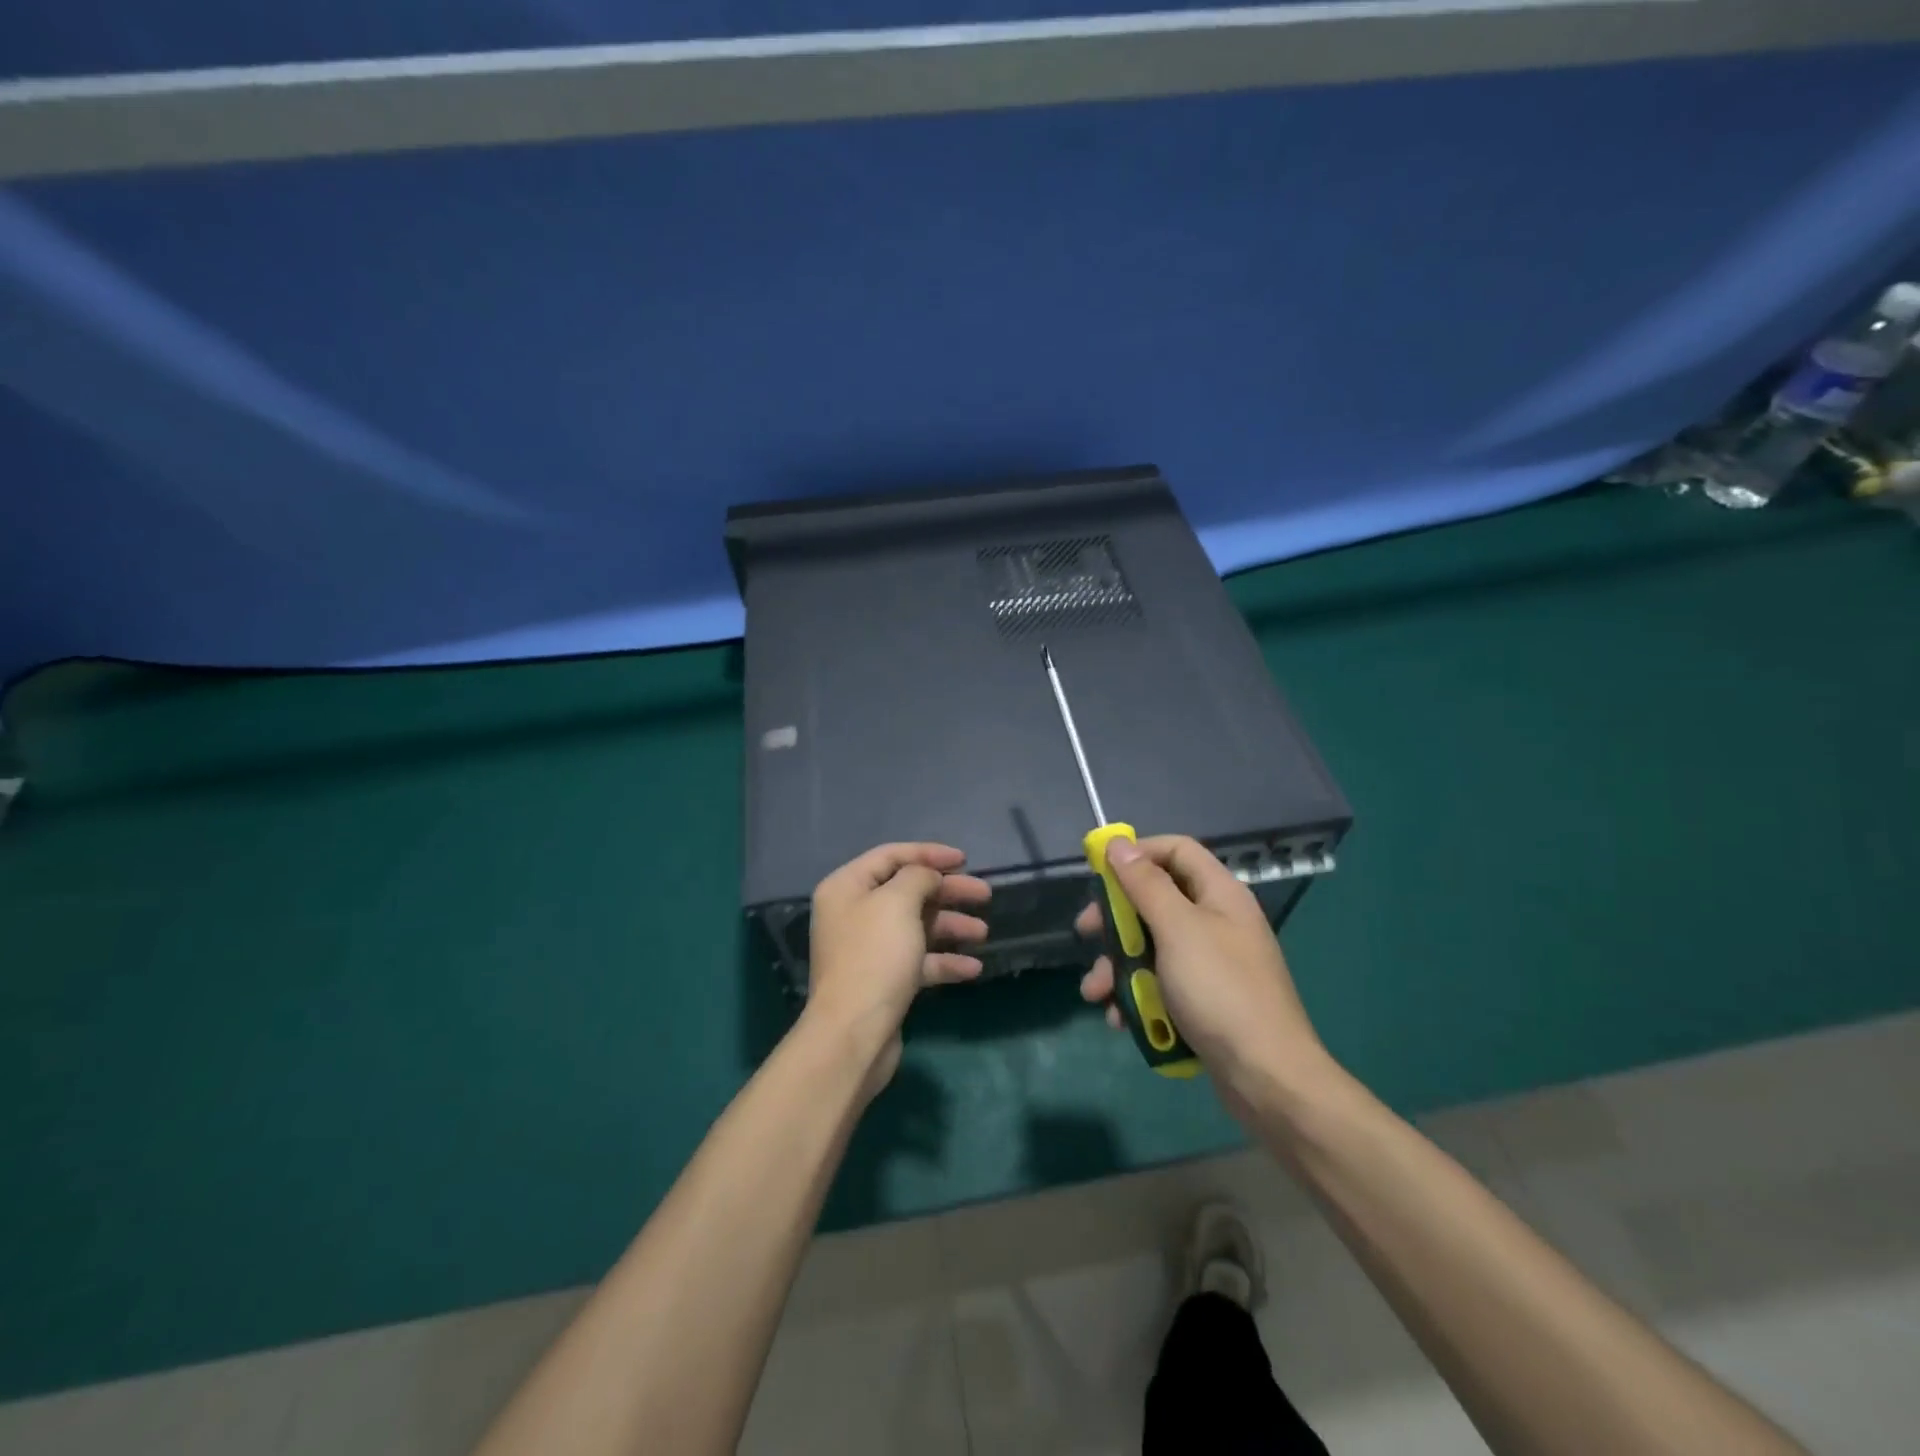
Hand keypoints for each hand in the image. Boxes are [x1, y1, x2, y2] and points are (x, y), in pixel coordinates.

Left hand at [803, 842, 990, 1089]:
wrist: (854, 1034)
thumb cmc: (875, 957)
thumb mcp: (898, 902)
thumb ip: (918, 877)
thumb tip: (927, 877)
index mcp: (847, 887)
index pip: (891, 856)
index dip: (928, 854)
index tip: (964, 860)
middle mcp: (854, 913)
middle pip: (908, 891)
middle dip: (947, 892)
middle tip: (984, 894)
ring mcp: (868, 949)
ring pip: (916, 926)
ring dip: (951, 926)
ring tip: (983, 932)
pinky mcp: (883, 980)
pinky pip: (918, 960)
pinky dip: (944, 960)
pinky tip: (973, 968)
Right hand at [1076, 835, 1328, 1108]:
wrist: (1267, 1078)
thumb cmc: (1219, 990)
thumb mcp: (1177, 929)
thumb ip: (1145, 884)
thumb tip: (1119, 844)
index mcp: (1220, 894)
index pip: (1176, 850)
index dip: (1138, 853)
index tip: (1101, 872)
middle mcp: (1217, 921)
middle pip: (1157, 900)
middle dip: (1117, 920)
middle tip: (1087, 933)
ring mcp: (1211, 963)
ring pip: (1152, 947)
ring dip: (1119, 967)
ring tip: (1095, 993)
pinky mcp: (1204, 1000)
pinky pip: (1162, 983)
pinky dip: (1137, 996)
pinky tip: (1120, 1020)